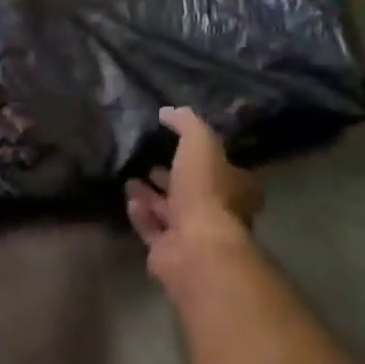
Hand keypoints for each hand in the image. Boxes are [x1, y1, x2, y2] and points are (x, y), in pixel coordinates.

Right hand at [126, 106, 263, 280]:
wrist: (196, 247)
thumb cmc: (206, 190)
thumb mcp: (201, 142)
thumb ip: (186, 123)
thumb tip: (168, 111)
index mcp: (235, 188)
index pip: (223, 170)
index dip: (203, 157)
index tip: (179, 145)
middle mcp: (218, 212)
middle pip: (193, 191)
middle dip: (172, 177)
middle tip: (151, 163)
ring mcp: (193, 235)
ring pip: (170, 211)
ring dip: (151, 196)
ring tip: (131, 180)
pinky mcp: (169, 252)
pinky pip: (152, 229)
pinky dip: (141, 214)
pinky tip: (129, 200)